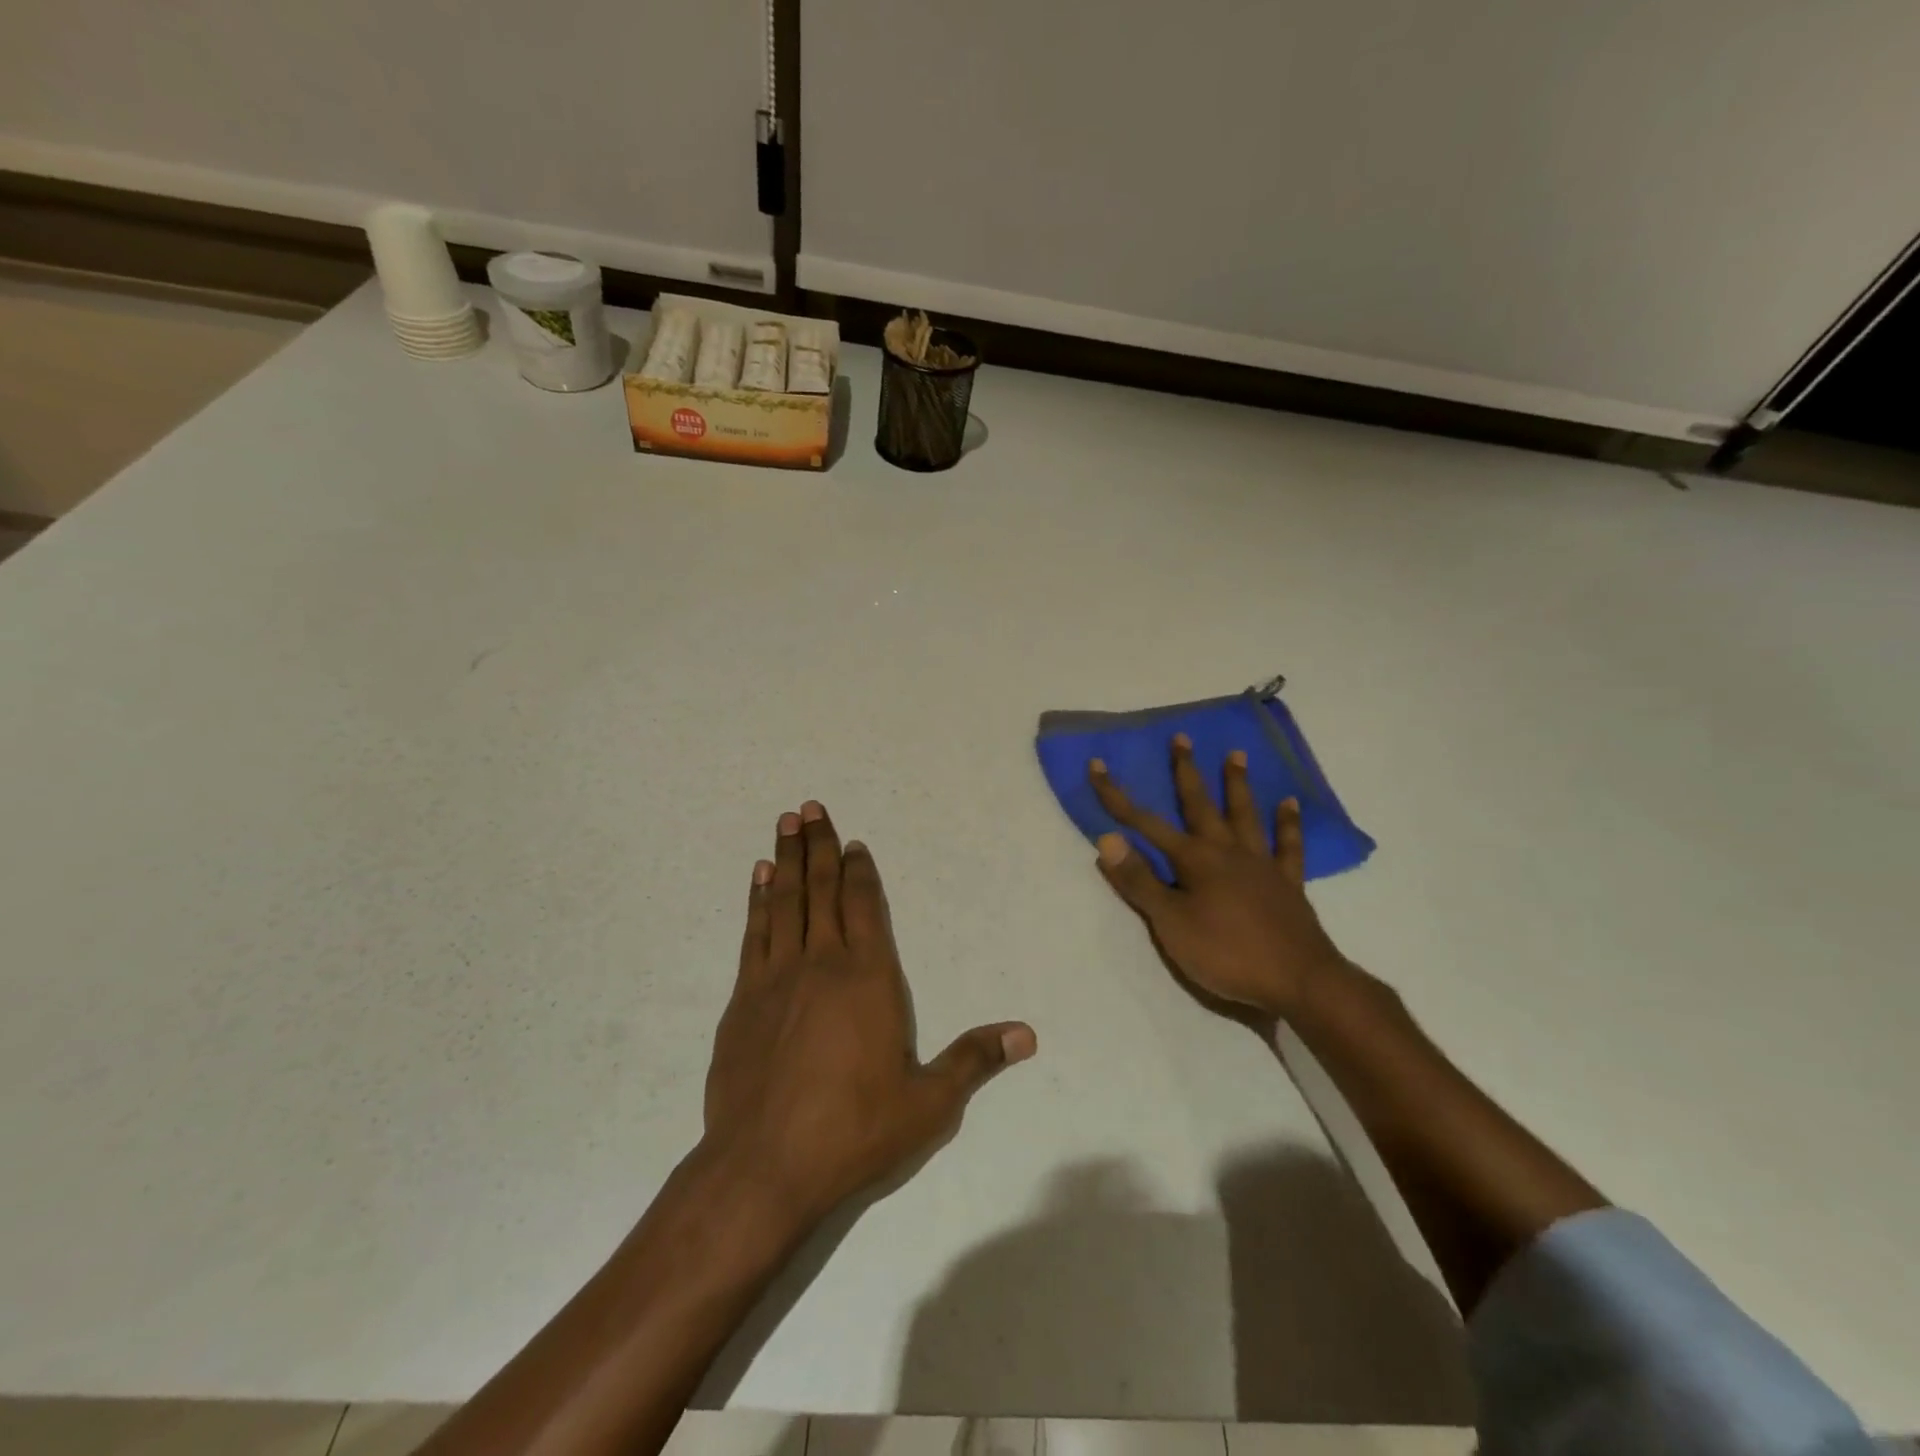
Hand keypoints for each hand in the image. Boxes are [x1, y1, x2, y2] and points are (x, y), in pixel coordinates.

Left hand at [702, 802, 1035, 1230]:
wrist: (763, 1167)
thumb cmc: (854, 1131)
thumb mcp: (928, 1103)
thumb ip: (974, 1060)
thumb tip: (1027, 1033)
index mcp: (869, 978)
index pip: (867, 907)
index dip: (862, 871)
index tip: (855, 843)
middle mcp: (822, 963)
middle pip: (823, 890)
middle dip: (820, 846)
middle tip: (810, 807)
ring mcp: (777, 978)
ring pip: (785, 902)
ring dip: (787, 860)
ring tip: (785, 823)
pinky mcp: (744, 999)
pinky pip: (755, 933)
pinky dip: (759, 900)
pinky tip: (760, 880)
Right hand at [1089, 735, 1347, 1019]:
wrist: (1298, 981)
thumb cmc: (1226, 953)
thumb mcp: (1170, 923)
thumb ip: (1139, 881)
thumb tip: (1106, 839)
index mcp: (1194, 860)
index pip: (1145, 823)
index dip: (1117, 796)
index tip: (1098, 766)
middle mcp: (1226, 851)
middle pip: (1201, 804)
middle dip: (1186, 771)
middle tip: (1181, 738)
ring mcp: (1260, 864)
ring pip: (1245, 815)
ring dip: (1237, 784)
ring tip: (1236, 755)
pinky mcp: (1287, 883)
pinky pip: (1288, 845)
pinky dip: (1288, 823)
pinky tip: (1290, 804)